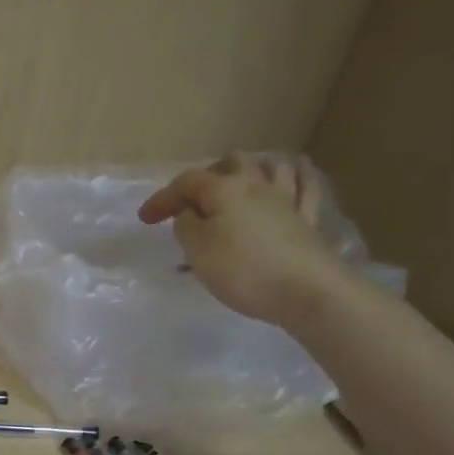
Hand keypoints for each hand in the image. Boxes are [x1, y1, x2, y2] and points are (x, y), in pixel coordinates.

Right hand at [139, 152, 351, 325]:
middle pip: (231, 163)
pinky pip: (305, 187)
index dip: (163, 198)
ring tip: (240, 179)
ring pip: (271, 167)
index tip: (146, 220)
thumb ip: (186, 226)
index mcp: (224, 190)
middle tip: (192, 199)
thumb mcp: (197, 250)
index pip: (186, 182)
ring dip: (252, 167)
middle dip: (207, 175)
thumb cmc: (243, 271)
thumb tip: (190, 214)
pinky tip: (298, 169)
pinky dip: (299, 175)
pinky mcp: (307, 220)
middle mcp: (256, 185)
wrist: (306, 291)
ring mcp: (286, 200)